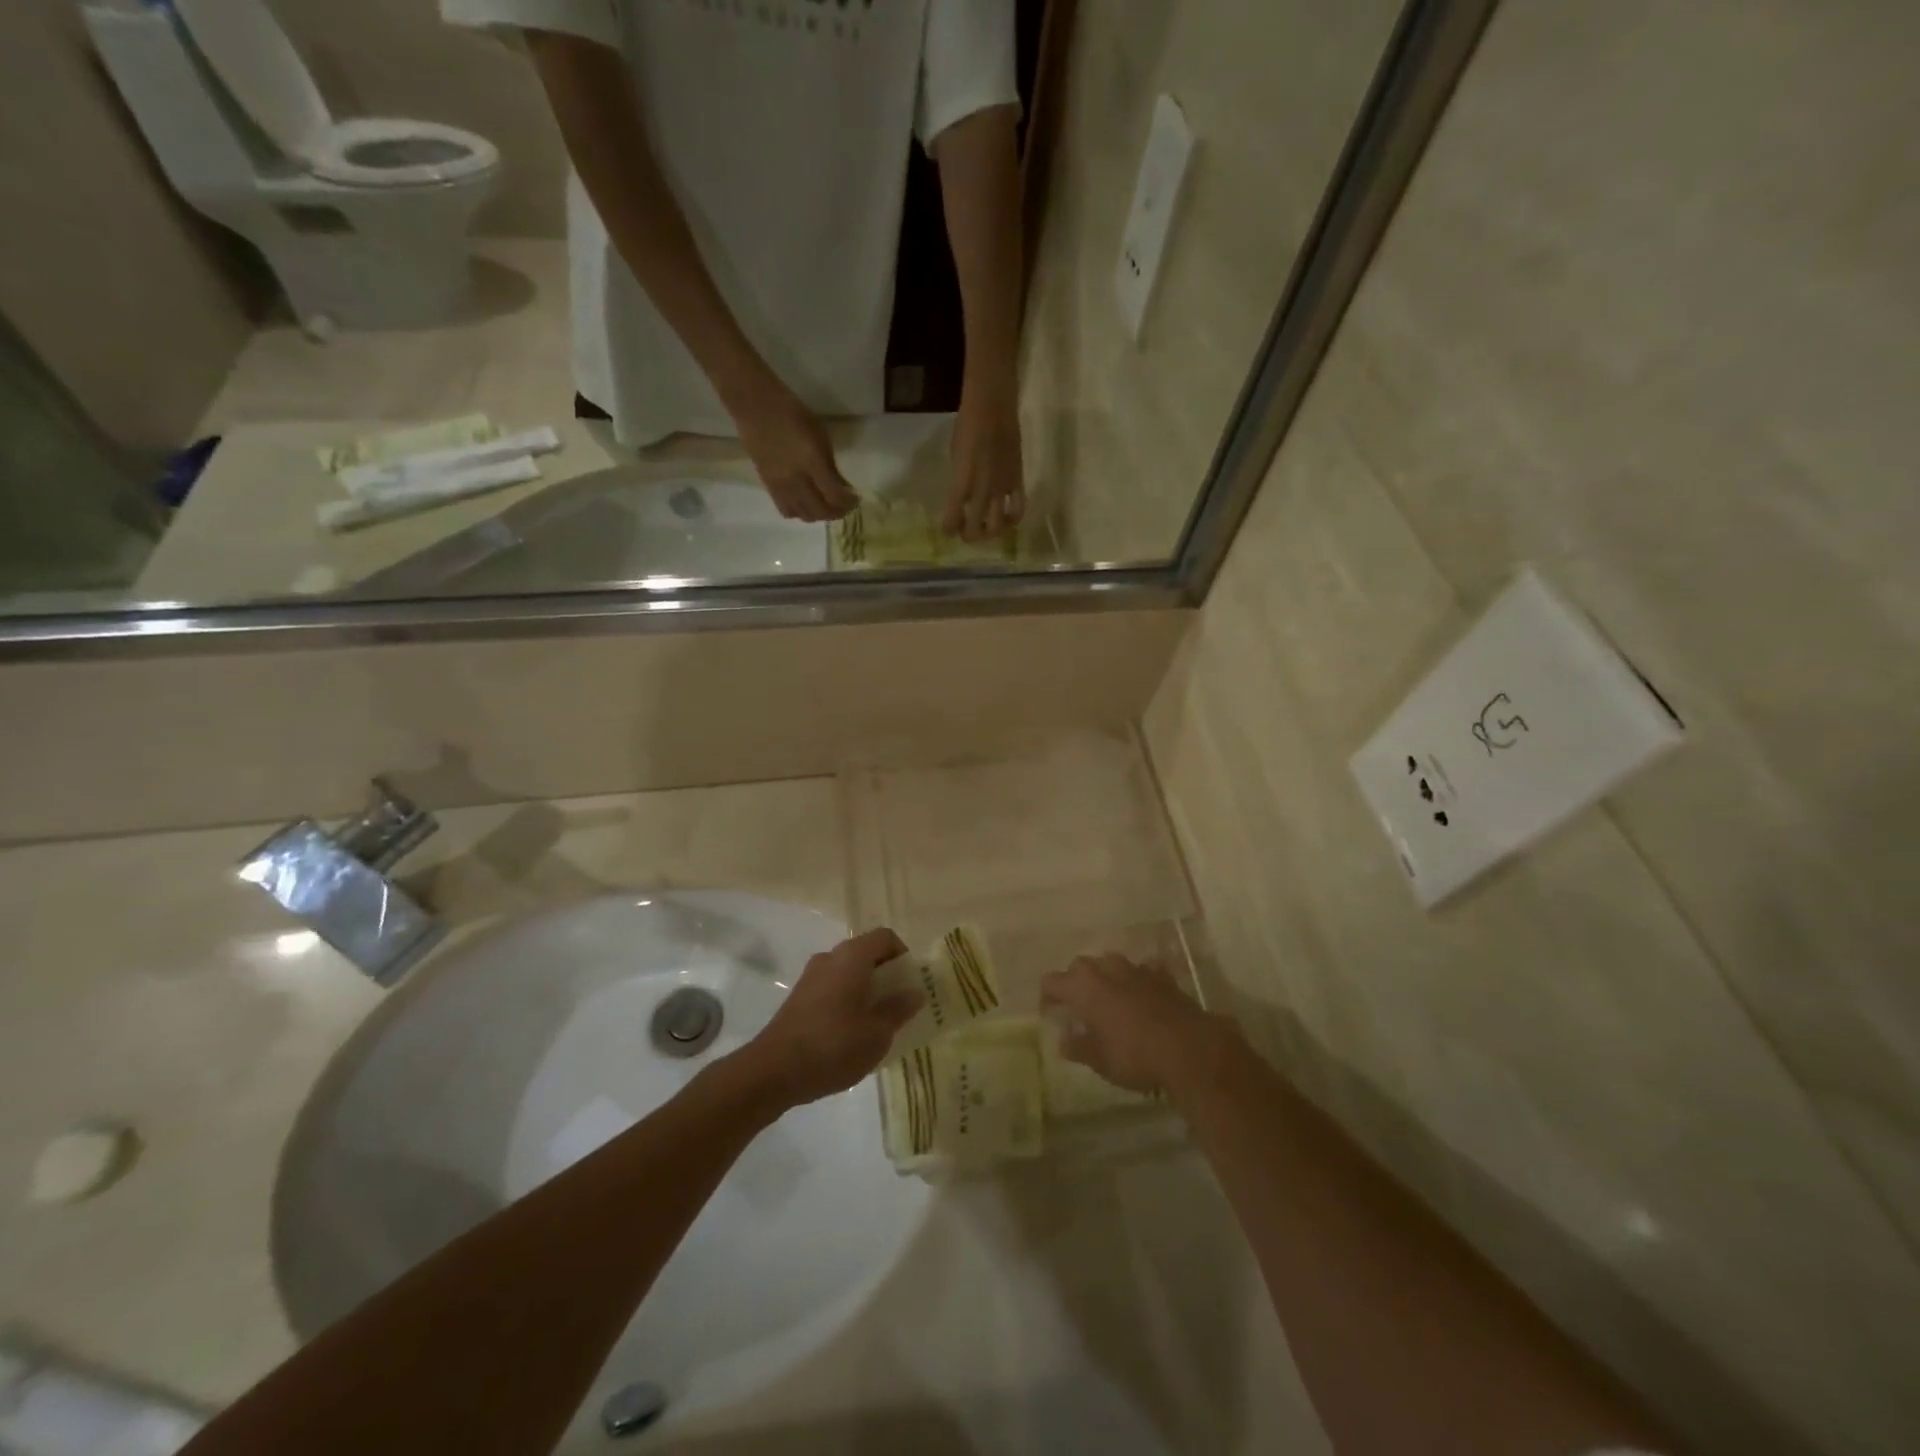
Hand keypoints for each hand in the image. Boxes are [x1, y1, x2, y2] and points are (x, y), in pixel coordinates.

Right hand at [733, 382, 858, 523]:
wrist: (756, 408)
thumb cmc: (793, 414)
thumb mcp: (820, 436)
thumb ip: (831, 465)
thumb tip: (841, 487)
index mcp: (812, 461)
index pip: (834, 495)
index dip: (848, 502)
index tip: (856, 499)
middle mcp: (796, 479)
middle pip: (820, 511)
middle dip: (837, 512)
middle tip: (844, 506)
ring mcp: (780, 486)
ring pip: (803, 515)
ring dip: (819, 514)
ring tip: (825, 505)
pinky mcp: (768, 487)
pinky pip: (786, 510)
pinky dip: (800, 512)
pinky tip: (806, 503)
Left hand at [737, 928, 922, 1109]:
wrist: (773, 1071)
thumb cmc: (833, 1045)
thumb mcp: (877, 1033)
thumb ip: (899, 1009)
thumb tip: (915, 993)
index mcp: (852, 957)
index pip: (886, 937)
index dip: (903, 956)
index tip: (910, 985)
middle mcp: (830, 958)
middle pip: (866, 954)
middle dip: (887, 976)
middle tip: (899, 1007)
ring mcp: (811, 977)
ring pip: (849, 973)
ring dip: (867, 991)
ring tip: (877, 1024)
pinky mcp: (799, 998)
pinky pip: (833, 988)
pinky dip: (847, 1001)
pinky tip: (851, 1035)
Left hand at [944, 387, 1024, 542]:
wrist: (992, 405)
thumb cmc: (966, 425)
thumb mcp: (954, 457)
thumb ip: (958, 481)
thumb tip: (960, 498)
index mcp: (960, 485)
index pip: (952, 521)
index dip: (949, 529)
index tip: (948, 529)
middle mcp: (981, 492)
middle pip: (975, 531)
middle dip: (969, 536)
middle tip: (967, 532)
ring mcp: (1002, 488)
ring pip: (998, 527)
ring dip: (991, 533)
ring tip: (987, 529)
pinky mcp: (1018, 481)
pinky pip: (1018, 509)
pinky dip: (1012, 519)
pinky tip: (1008, 519)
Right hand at [1041, 954, 1237, 1096]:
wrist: (1191, 1050)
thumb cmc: (1136, 1056)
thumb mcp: (1100, 1061)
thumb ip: (1078, 1047)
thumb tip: (1064, 1040)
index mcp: (1084, 986)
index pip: (1052, 981)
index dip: (1047, 997)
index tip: (1050, 1014)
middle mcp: (1107, 969)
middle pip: (1080, 966)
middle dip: (1075, 982)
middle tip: (1077, 1007)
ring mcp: (1137, 969)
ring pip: (1111, 963)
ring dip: (1105, 977)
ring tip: (1108, 1000)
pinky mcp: (1163, 976)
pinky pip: (1143, 971)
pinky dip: (1137, 981)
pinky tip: (1142, 996)